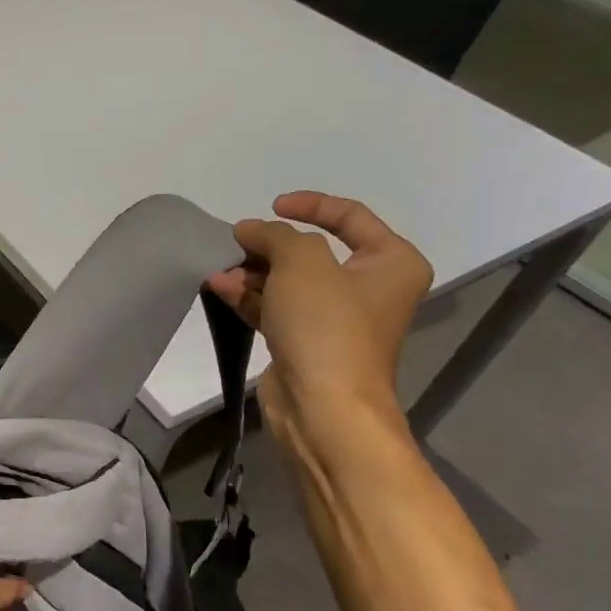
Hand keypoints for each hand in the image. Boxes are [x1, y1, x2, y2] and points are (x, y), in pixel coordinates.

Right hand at [207, 191, 432, 434]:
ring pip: (289, 282)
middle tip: (236, 243)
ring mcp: (335, 320)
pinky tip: (219, 287)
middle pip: (313, 252)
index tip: (272, 206)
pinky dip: (250, 297)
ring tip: (219, 269)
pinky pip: (275, 309)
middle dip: (269, 246)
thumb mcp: (302, 262)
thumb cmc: (327, 325)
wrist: (323, 405)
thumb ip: (274, 235)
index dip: (310, 205)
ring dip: (252, 272)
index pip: (351, 217)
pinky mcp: (305, 344)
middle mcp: (369, 289)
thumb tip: (249, 230)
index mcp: (391, 263)